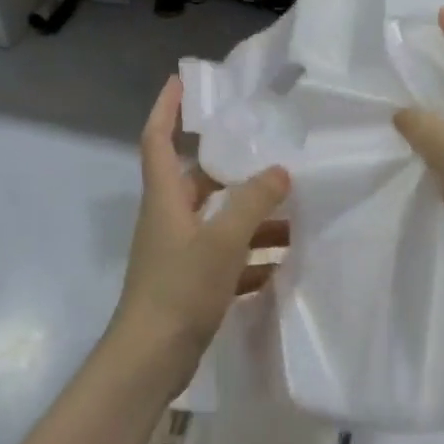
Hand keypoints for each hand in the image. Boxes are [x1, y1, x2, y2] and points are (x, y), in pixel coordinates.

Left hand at [111, 76, 289, 377]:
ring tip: (293, 213)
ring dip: (251, 217)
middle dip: (234, 169)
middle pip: (200, 181)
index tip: (181, 81)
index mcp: (165, 198)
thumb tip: (280, 171)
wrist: (149, 362)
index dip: (166, 107)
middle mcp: (169, 219)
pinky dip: (250, 256)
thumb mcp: (223, 239)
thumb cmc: (179, 289)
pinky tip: (281, 262)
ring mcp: (178, 253)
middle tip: (271, 156)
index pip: (157, 138)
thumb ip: (253, 201)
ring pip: (218, 221)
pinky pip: (225, 258)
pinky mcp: (190, 284)